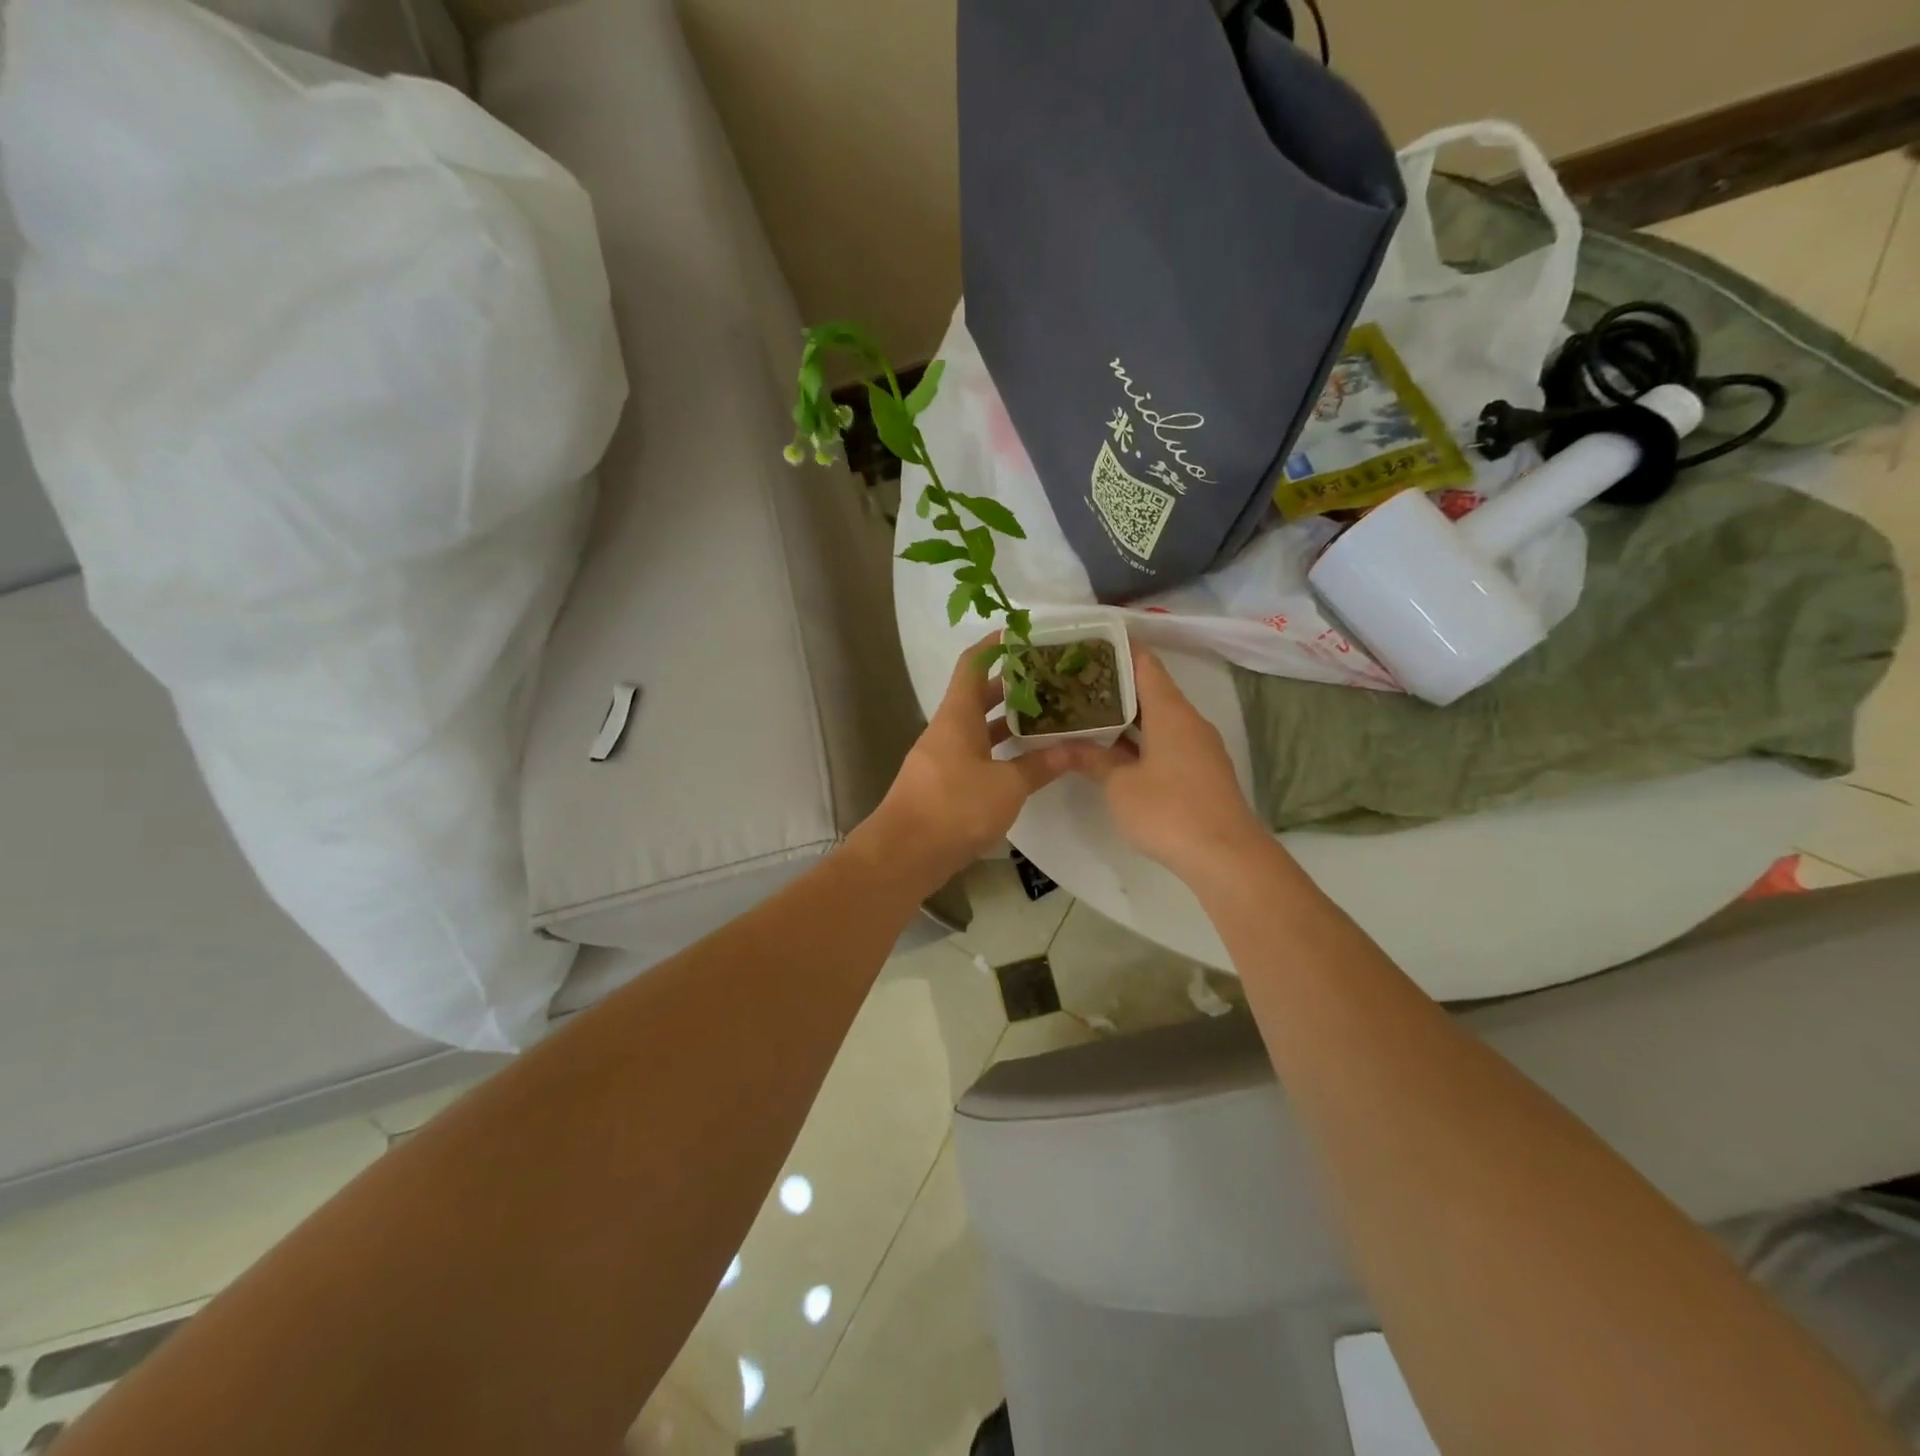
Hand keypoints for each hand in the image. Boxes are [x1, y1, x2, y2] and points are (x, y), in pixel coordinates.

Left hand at [860, 634, 1085, 886]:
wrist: (904, 854)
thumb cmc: (954, 807)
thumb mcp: (1006, 786)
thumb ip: (1040, 765)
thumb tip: (1076, 749)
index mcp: (957, 715)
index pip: (973, 664)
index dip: (995, 644)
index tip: (1023, 634)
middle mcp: (947, 730)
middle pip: (978, 695)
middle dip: (1012, 685)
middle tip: (1050, 679)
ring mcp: (942, 758)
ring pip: (978, 728)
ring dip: (1007, 721)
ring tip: (1047, 715)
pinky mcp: (943, 785)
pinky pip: (974, 755)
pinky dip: (999, 751)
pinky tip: (1025, 760)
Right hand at [1077, 646, 1266, 879]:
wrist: (1226, 856)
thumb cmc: (1168, 811)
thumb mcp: (1120, 785)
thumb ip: (1092, 759)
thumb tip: (1062, 744)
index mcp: (1170, 711)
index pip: (1144, 663)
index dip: (1118, 648)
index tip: (1088, 640)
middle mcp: (1188, 720)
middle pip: (1151, 688)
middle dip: (1114, 683)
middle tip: (1075, 679)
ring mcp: (1198, 746)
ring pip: (1158, 717)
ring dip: (1126, 713)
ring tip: (1087, 710)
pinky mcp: (1201, 770)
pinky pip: (1166, 739)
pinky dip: (1140, 736)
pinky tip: (1114, 747)